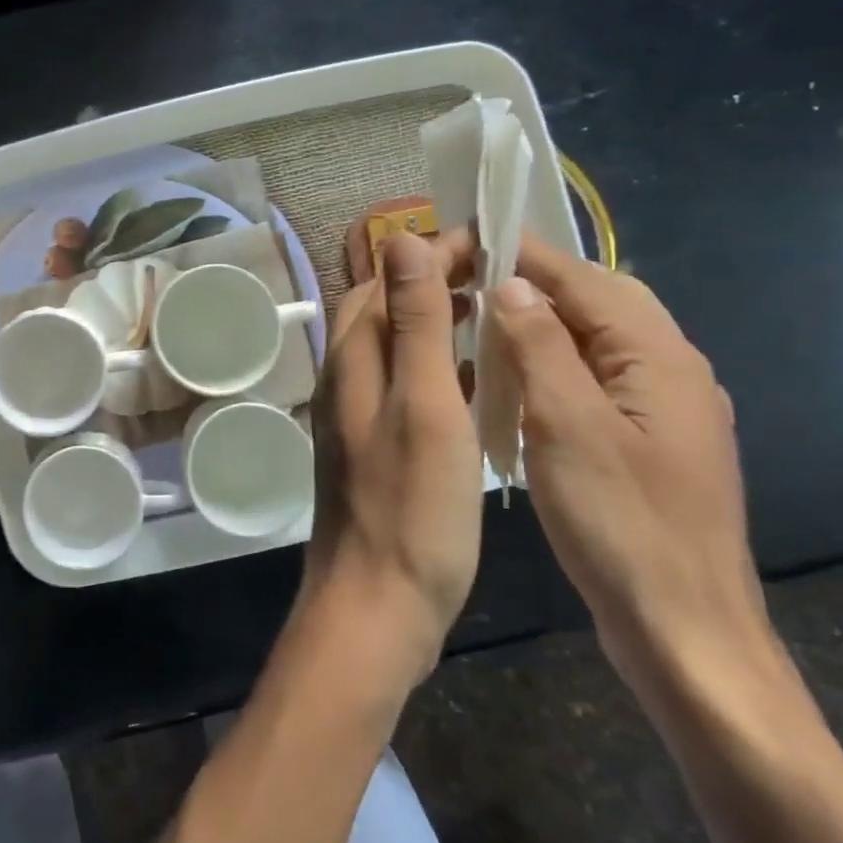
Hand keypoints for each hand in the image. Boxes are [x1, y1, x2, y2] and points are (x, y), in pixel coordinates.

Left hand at [303, 231, 482, 693]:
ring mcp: (355, 412)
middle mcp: (345, 376)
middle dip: (434, 281)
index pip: (386, 278)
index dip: (432, 253)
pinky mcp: (372, 444)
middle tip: (497, 277)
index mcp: (354, 357)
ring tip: (492, 316)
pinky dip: (436, 367)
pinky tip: (475, 382)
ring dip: (435, 322)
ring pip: (394, 345)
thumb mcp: (425, 403)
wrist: (375, 602)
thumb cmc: (412, 506)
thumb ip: (414, 322)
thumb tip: (400, 239)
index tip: (490, 244)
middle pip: (384, 307)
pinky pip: (403, 384)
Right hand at [487, 237, 780, 703]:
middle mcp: (670, 371)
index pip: (584, 279)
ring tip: (479, 324)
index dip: (523, 254)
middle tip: (466, 283)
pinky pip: (594, 379)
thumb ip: (539, 346)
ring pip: (595, 341)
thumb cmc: (623, 525)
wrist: (685, 633)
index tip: (464, 238)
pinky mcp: (647, 443)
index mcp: (659, 357)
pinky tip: (514, 383)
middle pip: (598, 302)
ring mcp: (662, 410)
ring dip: (540, 324)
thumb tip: (510, 283)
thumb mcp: (568, 426)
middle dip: (534, 284)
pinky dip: (552, 365)